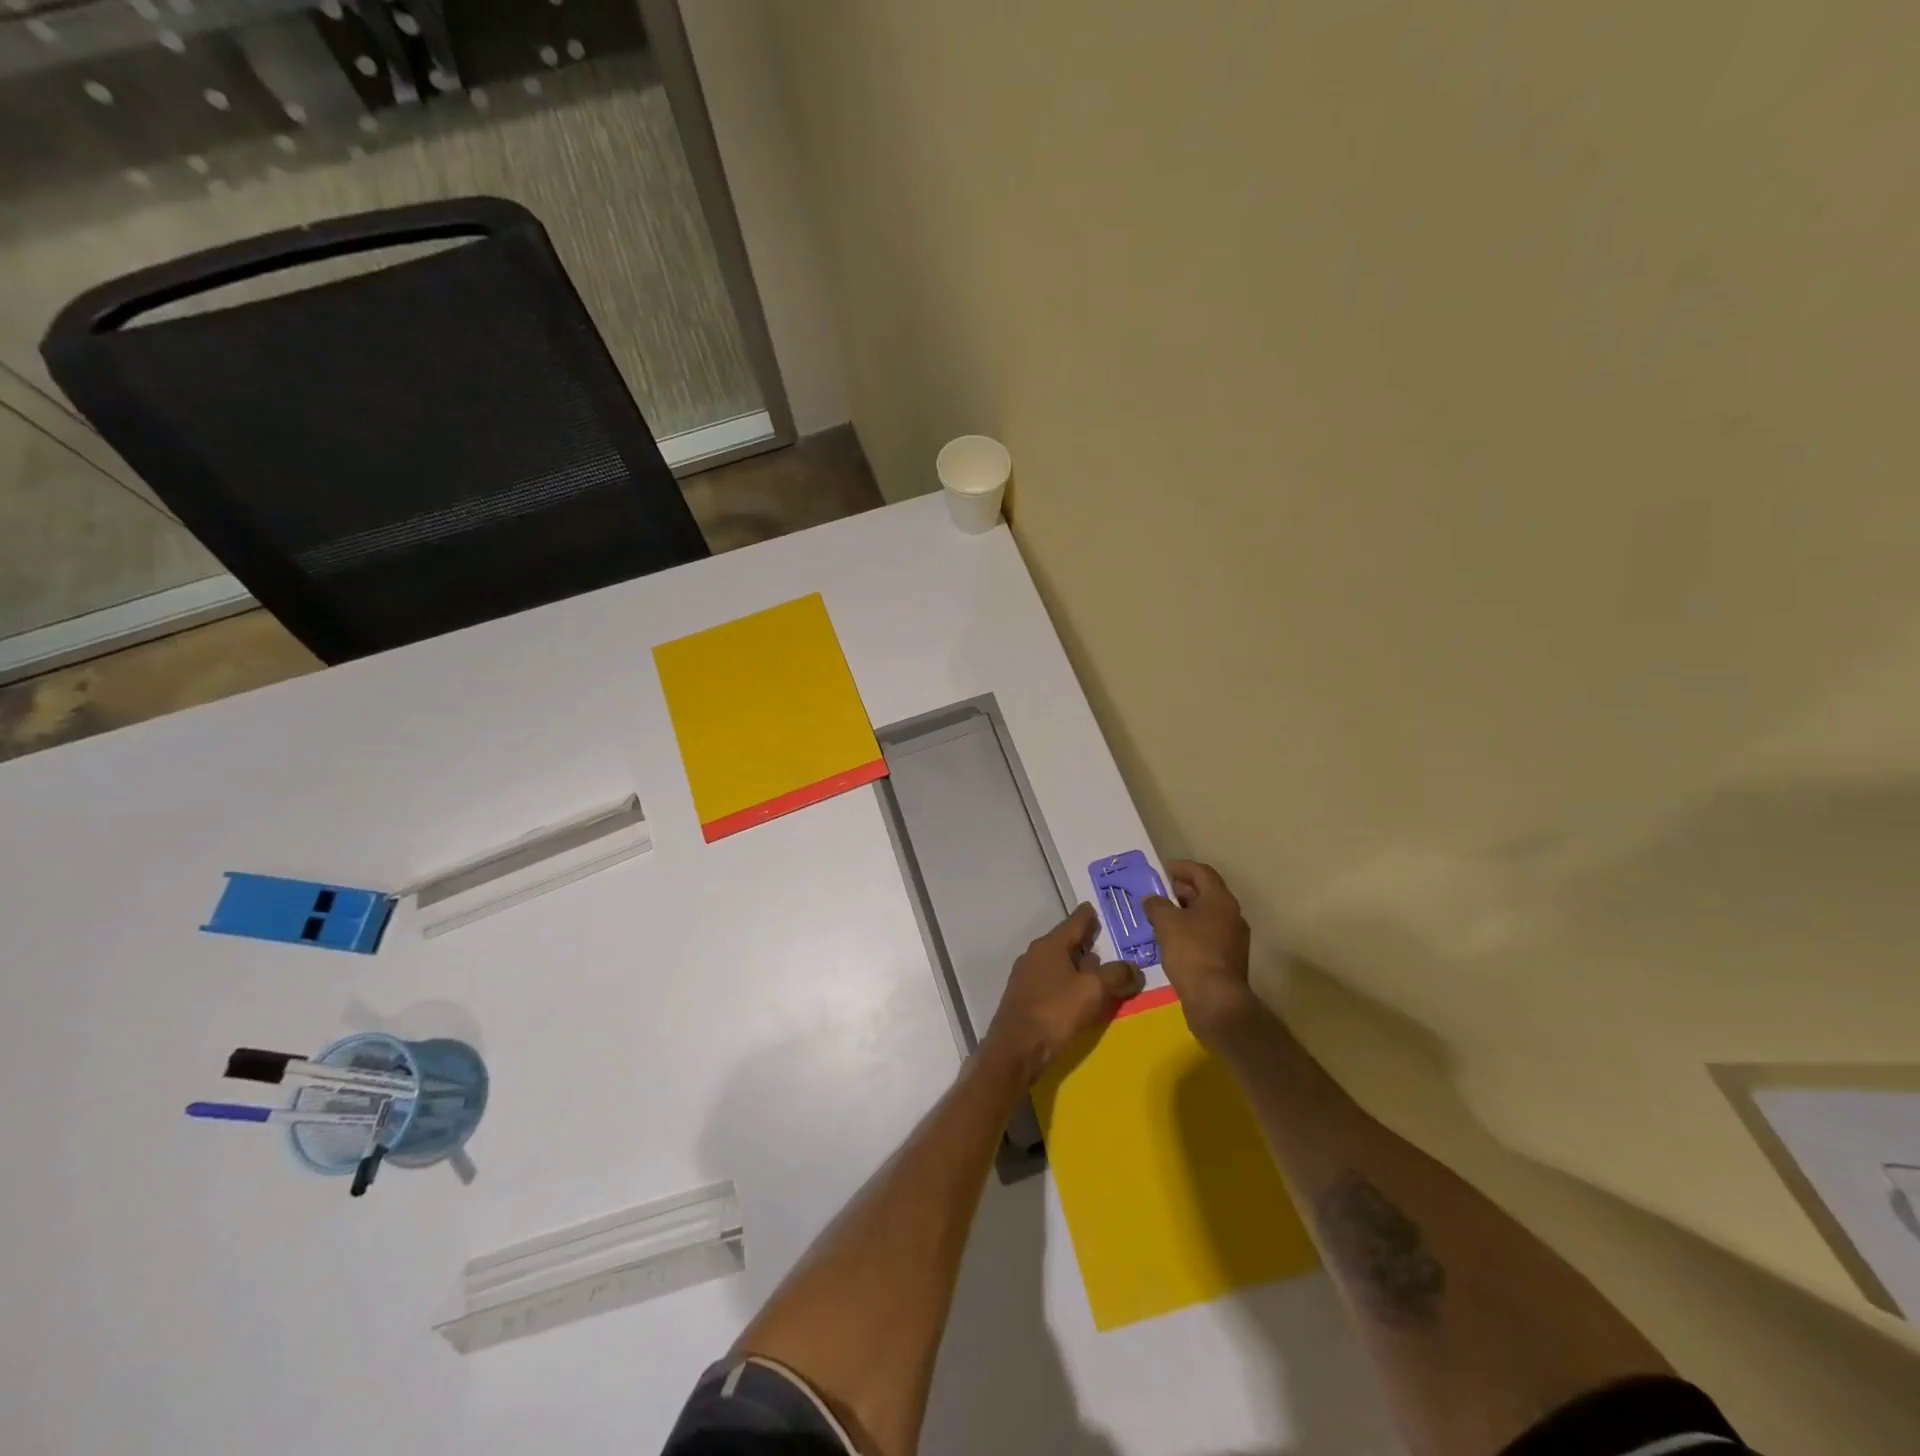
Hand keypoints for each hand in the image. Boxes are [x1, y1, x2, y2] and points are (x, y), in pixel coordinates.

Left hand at [983, 904, 1144, 1083]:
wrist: (1016, 1049)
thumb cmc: (1055, 1012)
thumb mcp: (1093, 990)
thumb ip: (1116, 975)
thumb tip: (1133, 968)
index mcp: (1050, 945)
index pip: (1074, 922)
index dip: (1088, 915)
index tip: (1095, 907)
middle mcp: (1035, 955)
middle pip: (1065, 942)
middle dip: (1085, 941)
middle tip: (1105, 941)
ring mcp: (1026, 976)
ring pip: (1058, 963)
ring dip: (1077, 964)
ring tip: (1097, 970)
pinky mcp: (1025, 998)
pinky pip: (1052, 981)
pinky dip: (1067, 982)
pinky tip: (1078, 994)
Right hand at [1142, 860, 1263, 1047]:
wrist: (1215, 999)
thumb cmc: (1191, 952)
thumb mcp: (1166, 923)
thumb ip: (1156, 905)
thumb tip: (1152, 899)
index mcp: (1220, 900)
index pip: (1202, 873)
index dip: (1183, 867)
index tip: (1164, 868)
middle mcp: (1232, 915)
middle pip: (1207, 893)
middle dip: (1183, 890)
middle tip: (1160, 891)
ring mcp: (1233, 938)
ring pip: (1207, 915)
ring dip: (1186, 911)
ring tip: (1162, 915)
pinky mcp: (1228, 958)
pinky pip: (1208, 934)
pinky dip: (1190, 930)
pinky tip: (1172, 939)